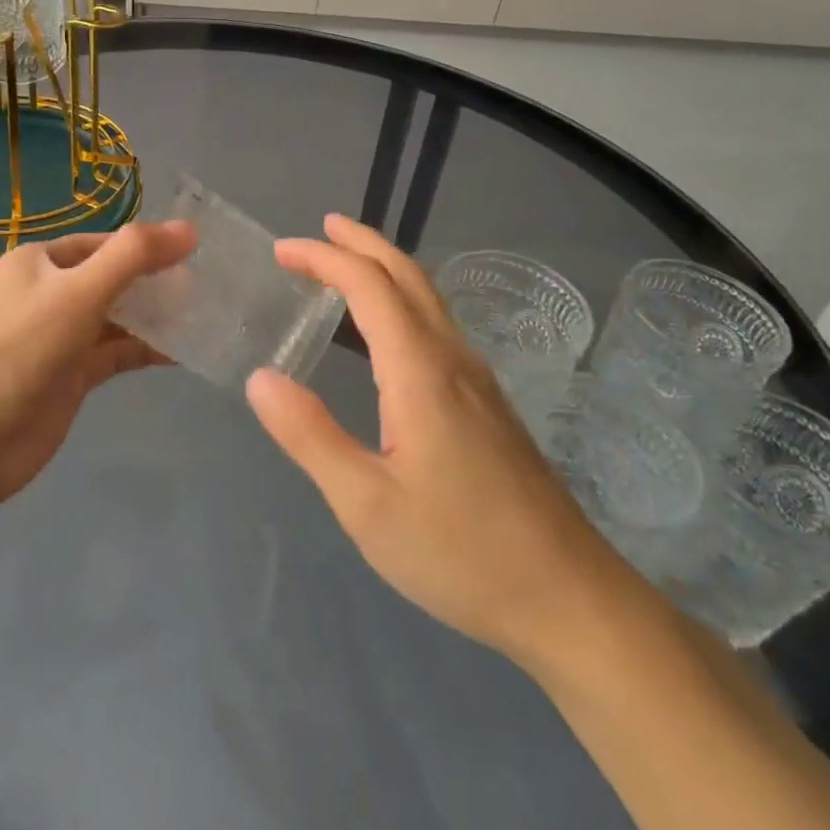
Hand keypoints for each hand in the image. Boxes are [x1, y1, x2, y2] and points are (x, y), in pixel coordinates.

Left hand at [0, 220, 194, 499]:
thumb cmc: (22, 348)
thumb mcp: (78, 292)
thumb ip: (134, 257)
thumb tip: (189, 229)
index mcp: (40, 262)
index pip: (104, 243)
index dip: (147, 246)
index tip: (195, 254)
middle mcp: (49, 293)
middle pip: (113, 278)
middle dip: (155, 282)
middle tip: (207, 287)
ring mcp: (60, 337)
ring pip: (117, 317)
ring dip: (154, 316)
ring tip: (203, 315)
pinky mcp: (71, 375)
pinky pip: (116, 353)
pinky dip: (145, 349)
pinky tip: (182, 350)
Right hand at [246, 214, 629, 668]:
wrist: (569, 599)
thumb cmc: (460, 552)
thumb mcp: (365, 503)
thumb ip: (309, 434)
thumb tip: (261, 377)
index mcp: (420, 370)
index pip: (368, 285)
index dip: (324, 258)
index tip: (282, 251)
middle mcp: (452, 359)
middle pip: (407, 275)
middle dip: (361, 243)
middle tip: (320, 229)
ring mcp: (478, 381)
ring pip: (429, 298)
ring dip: (385, 268)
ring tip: (346, 266)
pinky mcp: (489, 406)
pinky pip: (438, 326)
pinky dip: (403, 300)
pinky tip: (389, 332)